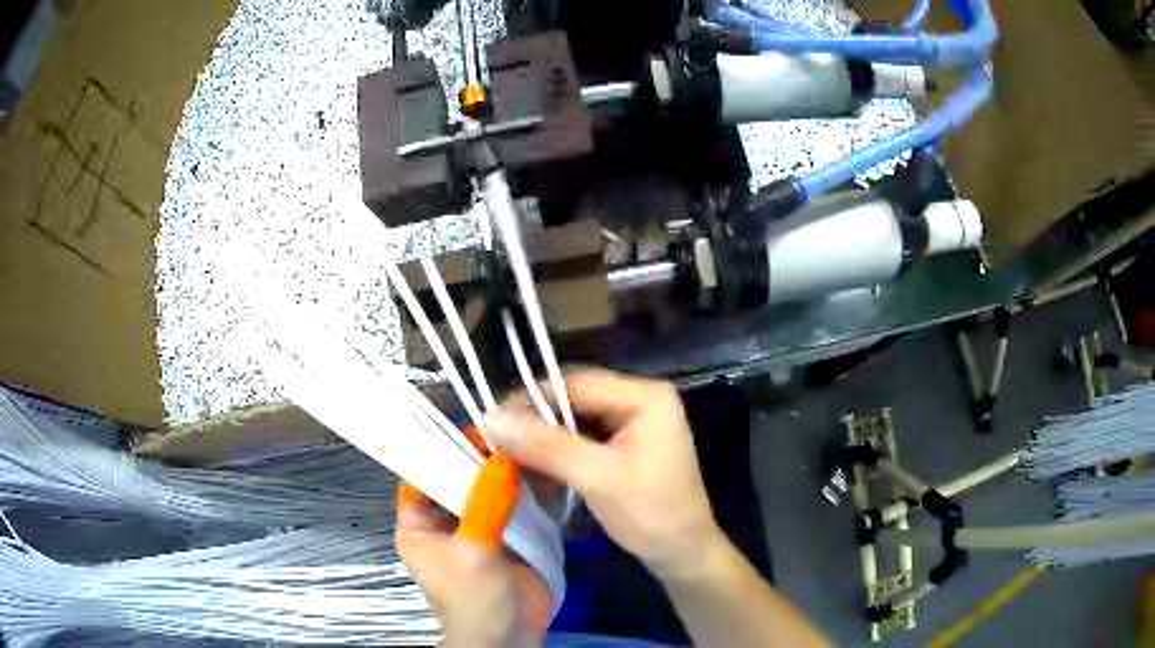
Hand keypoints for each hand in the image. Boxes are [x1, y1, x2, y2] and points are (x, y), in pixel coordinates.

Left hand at [396, 445, 553, 646]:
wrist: (510, 638)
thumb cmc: (474, 599)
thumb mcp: (472, 551)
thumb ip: (485, 503)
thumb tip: (503, 455)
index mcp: (420, 523)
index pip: (423, 472)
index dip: (445, 448)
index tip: (479, 429)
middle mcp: (449, 519)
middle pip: (461, 476)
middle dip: (486, 455)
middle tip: (517, 427)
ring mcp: (483, 525)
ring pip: (493, 487)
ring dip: (512, 468)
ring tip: (536, 438)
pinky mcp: (513, 534)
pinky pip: (520, 503)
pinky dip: (532, 487)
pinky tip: (550, 466)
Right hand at [486, 368, 723, 577]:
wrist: (683, 554)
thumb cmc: (651, 514)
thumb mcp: (598, 478)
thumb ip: (547, 446)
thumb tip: (492, 417)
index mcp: (645, 397)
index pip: (577, 384)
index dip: (532, 398)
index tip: (492, 418)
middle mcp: (640, 400)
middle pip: (575, 399)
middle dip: (536, 420)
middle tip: (496, 439)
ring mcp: (633, 423)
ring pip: (574, 420)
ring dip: (543, 438)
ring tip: (508, 454)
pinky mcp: (624, 446)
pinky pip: (582, 439)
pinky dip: (557, 452)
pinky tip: (533, 466)